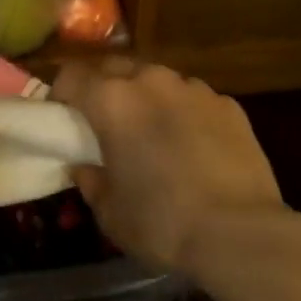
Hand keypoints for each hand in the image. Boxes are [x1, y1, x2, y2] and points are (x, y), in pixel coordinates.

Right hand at [52, 60, 289, 279]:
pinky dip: (184, 113)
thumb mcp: (110, 212)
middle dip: (103, 86)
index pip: (71, 75)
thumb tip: (84, 167)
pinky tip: (193, 145)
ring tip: (151, 130)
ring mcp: (194, 89)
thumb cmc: (161, 222)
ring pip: (158, 80)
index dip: (61, 93)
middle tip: (103, 120)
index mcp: (112, 101)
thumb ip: (91, 181)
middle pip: (115, 67)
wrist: (240, 233)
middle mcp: (151, 82)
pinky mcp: (229, 105)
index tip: (61, 116)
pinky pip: (194, 100)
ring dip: (146, 97)